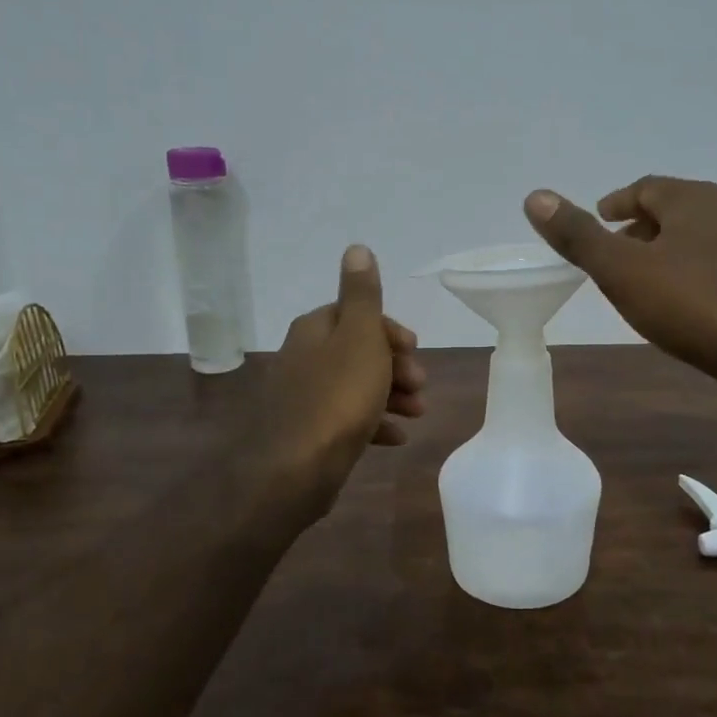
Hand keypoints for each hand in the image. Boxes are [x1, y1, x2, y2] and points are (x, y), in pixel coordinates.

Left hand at [256, 244, 424, 516]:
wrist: (296, 468)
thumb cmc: (338, 396)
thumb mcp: (359, 337)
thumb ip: (362, 294)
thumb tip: (356, 248)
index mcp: (314, 330)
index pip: (354, 314)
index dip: (389, 329)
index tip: (414, 348)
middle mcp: (304, 358)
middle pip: (357, 351)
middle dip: (394, 365)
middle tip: (420, 384)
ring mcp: (304, 398)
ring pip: (355, 386)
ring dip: (391, 395)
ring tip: (418, 412)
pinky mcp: (309, 433)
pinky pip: (347, 420)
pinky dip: (374, 423)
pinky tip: (396, 438)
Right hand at [524, 177, 716, 412]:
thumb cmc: (690, 303)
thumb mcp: (620, 270)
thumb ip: (578, 236)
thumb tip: (534, 196)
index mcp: (692, 200)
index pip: (646, 187)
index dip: (617, 202)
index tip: (598, 220)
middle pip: (671, 212)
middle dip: (638, 229)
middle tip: (610, 254)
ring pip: (692, 242)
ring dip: (662, 255)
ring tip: (636, 283)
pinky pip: (710, 271)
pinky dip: (684, 278)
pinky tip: (675, 308)